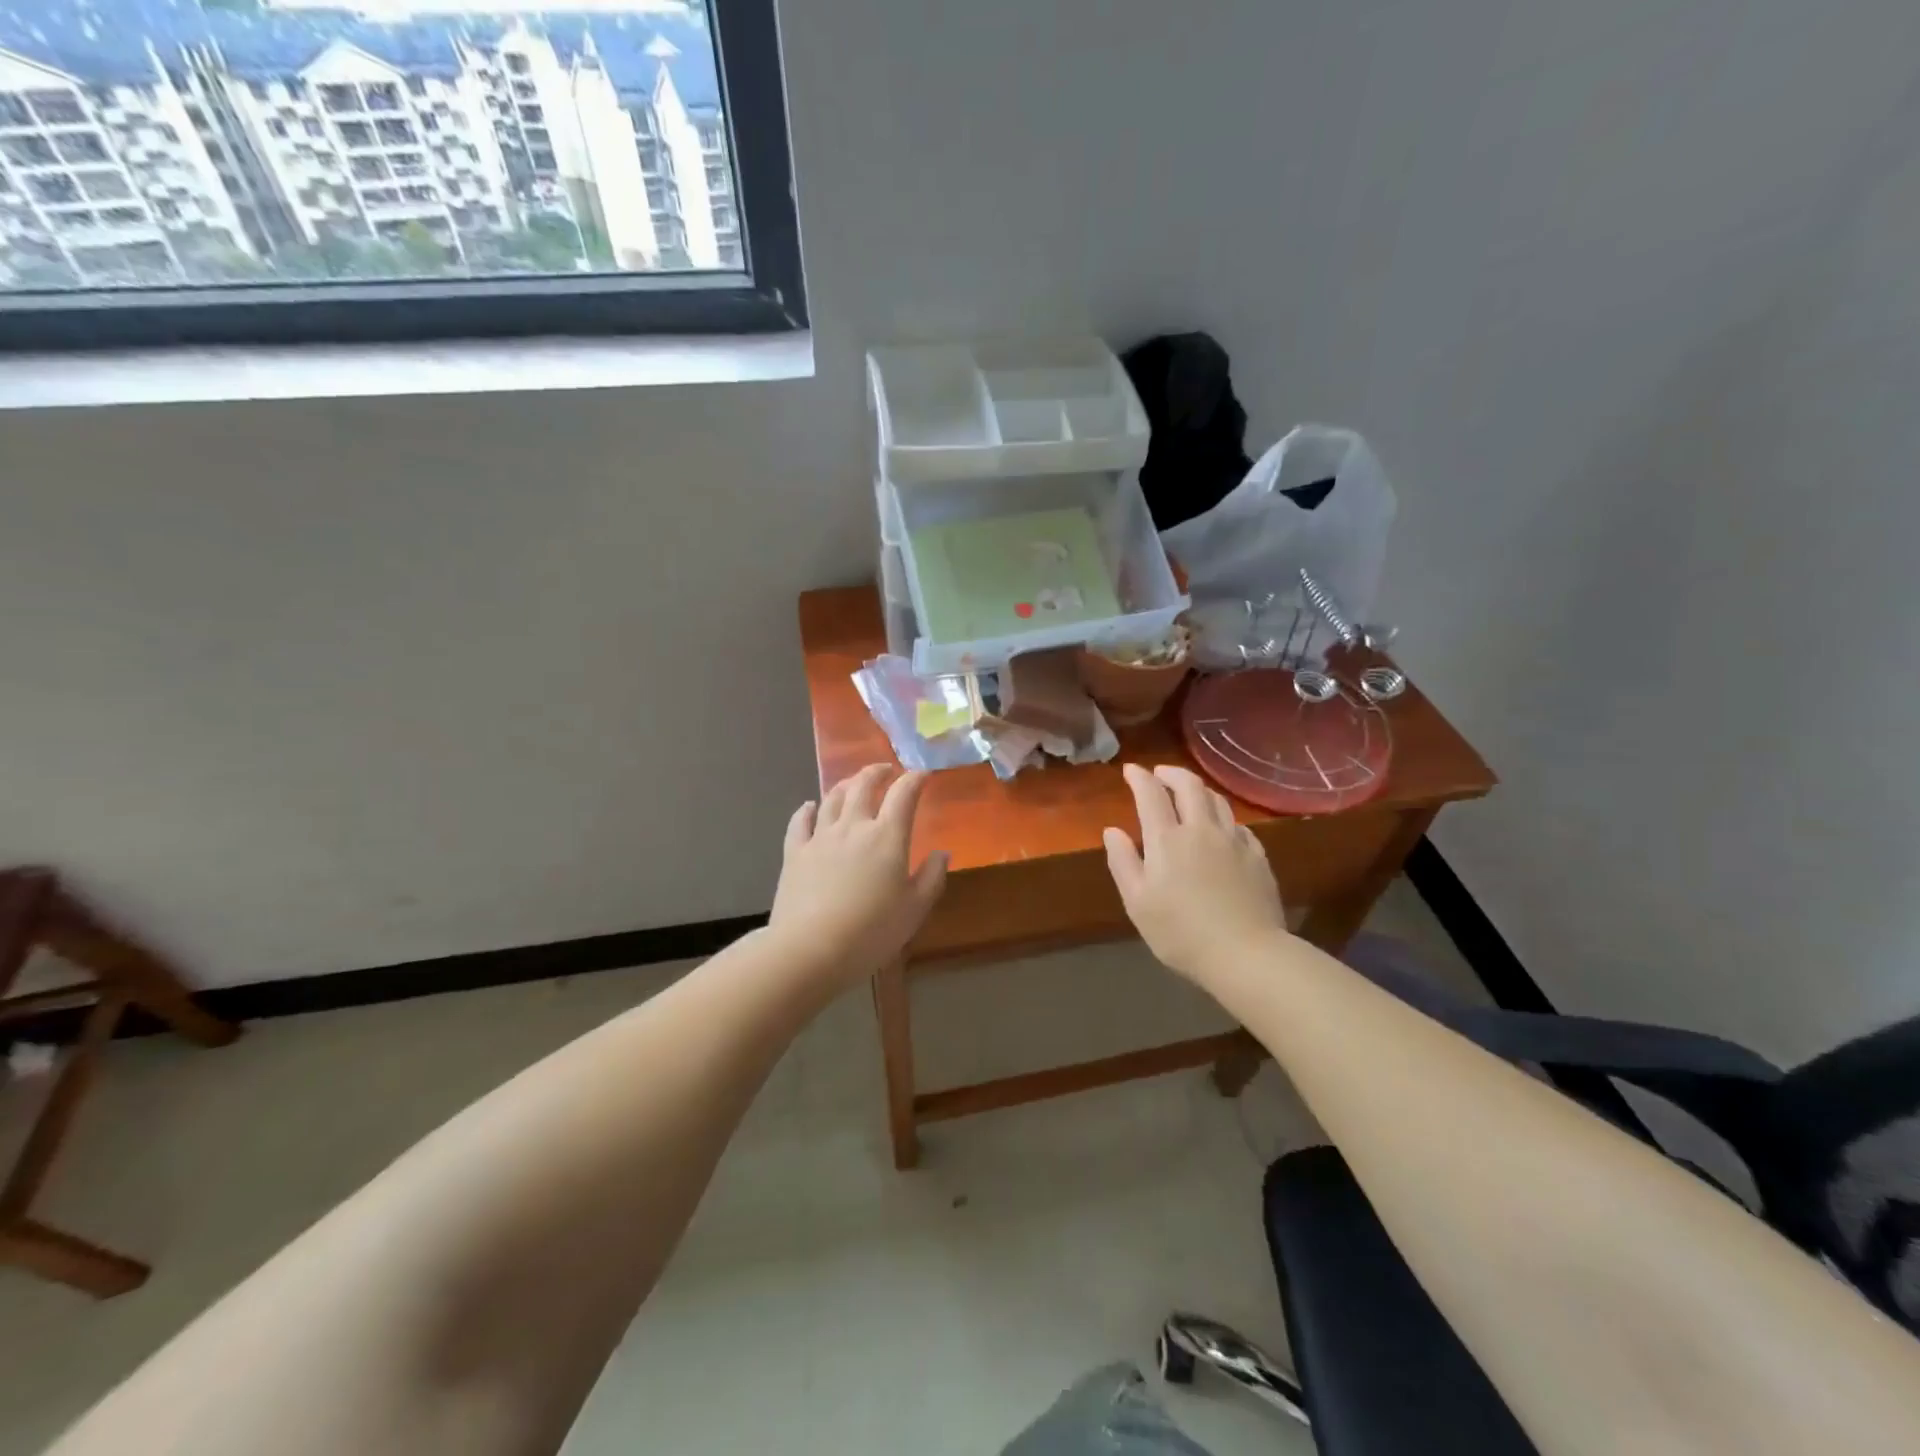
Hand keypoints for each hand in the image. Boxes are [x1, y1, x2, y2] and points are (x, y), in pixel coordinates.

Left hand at [769, 764, 948, 985]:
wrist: (810, 950)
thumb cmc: (871, 932)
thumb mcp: (914, 910)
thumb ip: (931, 877)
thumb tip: (942, 852)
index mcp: (887, 837)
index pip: (903, 794)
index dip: (915, 779)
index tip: (923, 774)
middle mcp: (853, 827)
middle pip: (863, 785)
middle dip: (877, 772)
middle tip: (886, 770)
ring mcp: (820, 837)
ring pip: (832, 798)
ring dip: (846, 785)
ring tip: (853, 784)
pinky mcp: (794, 853)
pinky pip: (799, 821)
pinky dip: (807, 809)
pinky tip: (809, 806)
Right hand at [1103, 764, 1288, 982]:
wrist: (1246, 954)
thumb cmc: (1181, 933)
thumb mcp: (1138, 902)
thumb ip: (1123, 862)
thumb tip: (1111, 830)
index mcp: (1167, 839)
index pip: (1150, 794)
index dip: (1139, 777)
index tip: (1130, 770)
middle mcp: (1201, 829)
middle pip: (1189, 785)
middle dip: (1171, 773)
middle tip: (1159, 774)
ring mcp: (1234, 840)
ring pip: (1217, 800)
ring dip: (1199, 790)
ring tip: (1189, 794)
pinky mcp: (1257, 856)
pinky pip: (1238, 824)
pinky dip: (1223, 817)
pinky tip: (1221, 828)